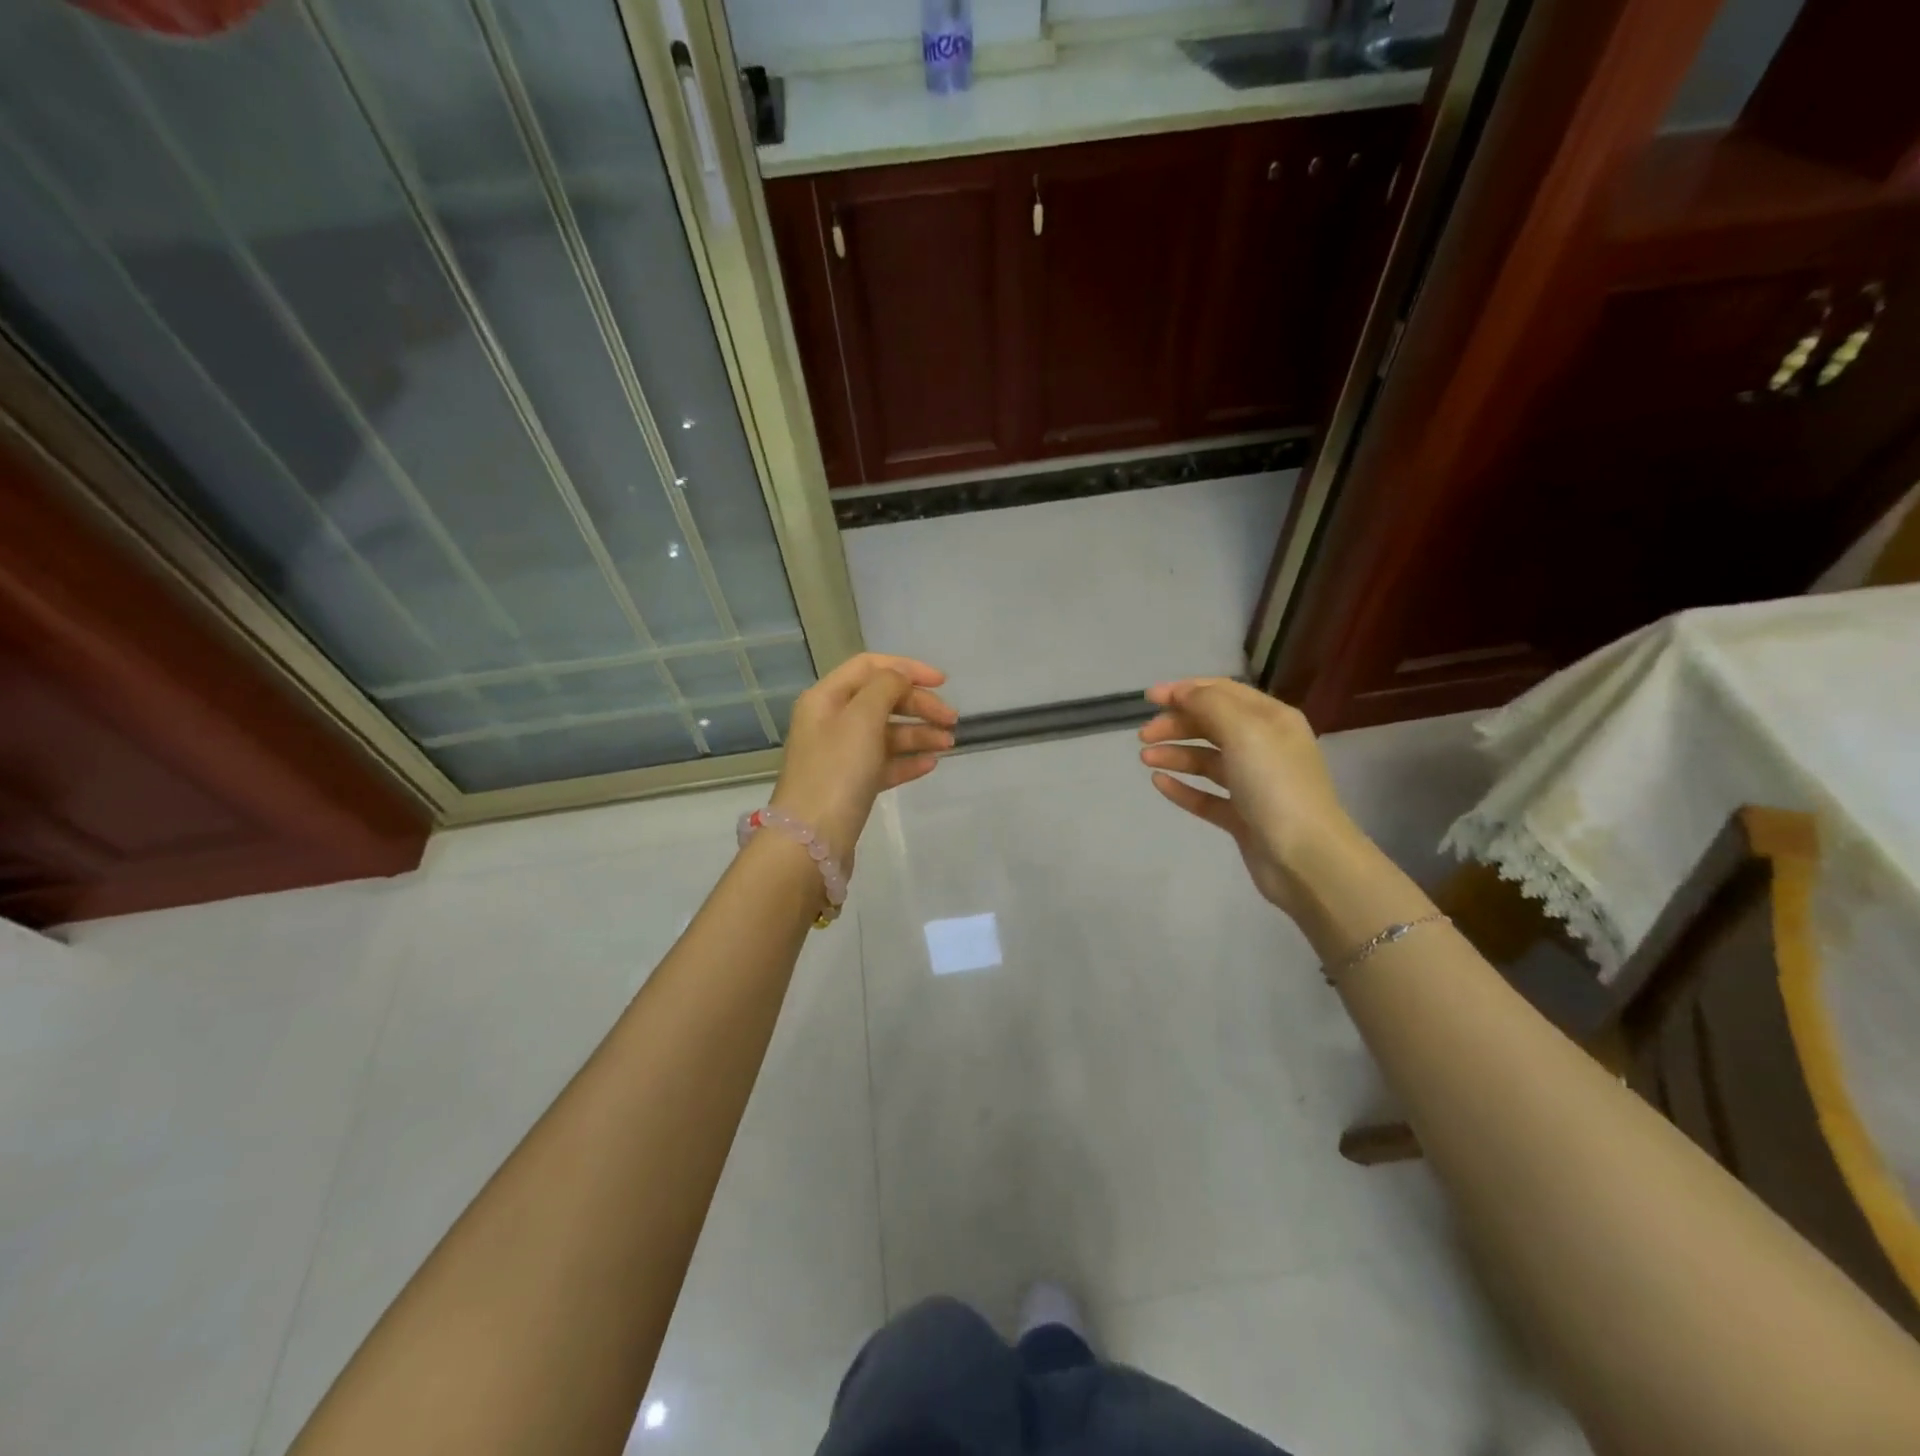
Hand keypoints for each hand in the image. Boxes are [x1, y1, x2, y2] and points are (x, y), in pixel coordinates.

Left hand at [770, 652, 955, 858]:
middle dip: (919, 705)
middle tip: (952, 720)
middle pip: (881, 700)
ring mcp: (841, 755)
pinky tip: (931, 764)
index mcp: (826, 698)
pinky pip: (885, 763)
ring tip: (948, 744)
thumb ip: (885, 688)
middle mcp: (831, 721)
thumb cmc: (836, 771)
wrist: (811, 840)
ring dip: (919, 733)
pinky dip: (908, 760)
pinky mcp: (851, 785)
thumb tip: (901, 679)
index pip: (869, 667)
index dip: (907, 669)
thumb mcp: (862, 718)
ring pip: (886, 734)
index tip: (943, 683)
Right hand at [1139, 678, 1364, 917]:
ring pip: (1207, 760)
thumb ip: (1209, 704)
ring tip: (1145, 759)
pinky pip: (1207, 796)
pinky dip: (1183, 787)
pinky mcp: (1243, 817)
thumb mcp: (1244, 731)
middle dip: (1176, 724)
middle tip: (1143, 736)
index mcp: (1271, 719)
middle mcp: (1264, 746)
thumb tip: (1181, 692)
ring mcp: (1254, 784)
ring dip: (1175, 754)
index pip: (1223, 692)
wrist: (1306, 858)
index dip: (1184, 690)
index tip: (1148, 698)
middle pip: (1212, 725)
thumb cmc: (1275, 785)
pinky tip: (1159, 784)